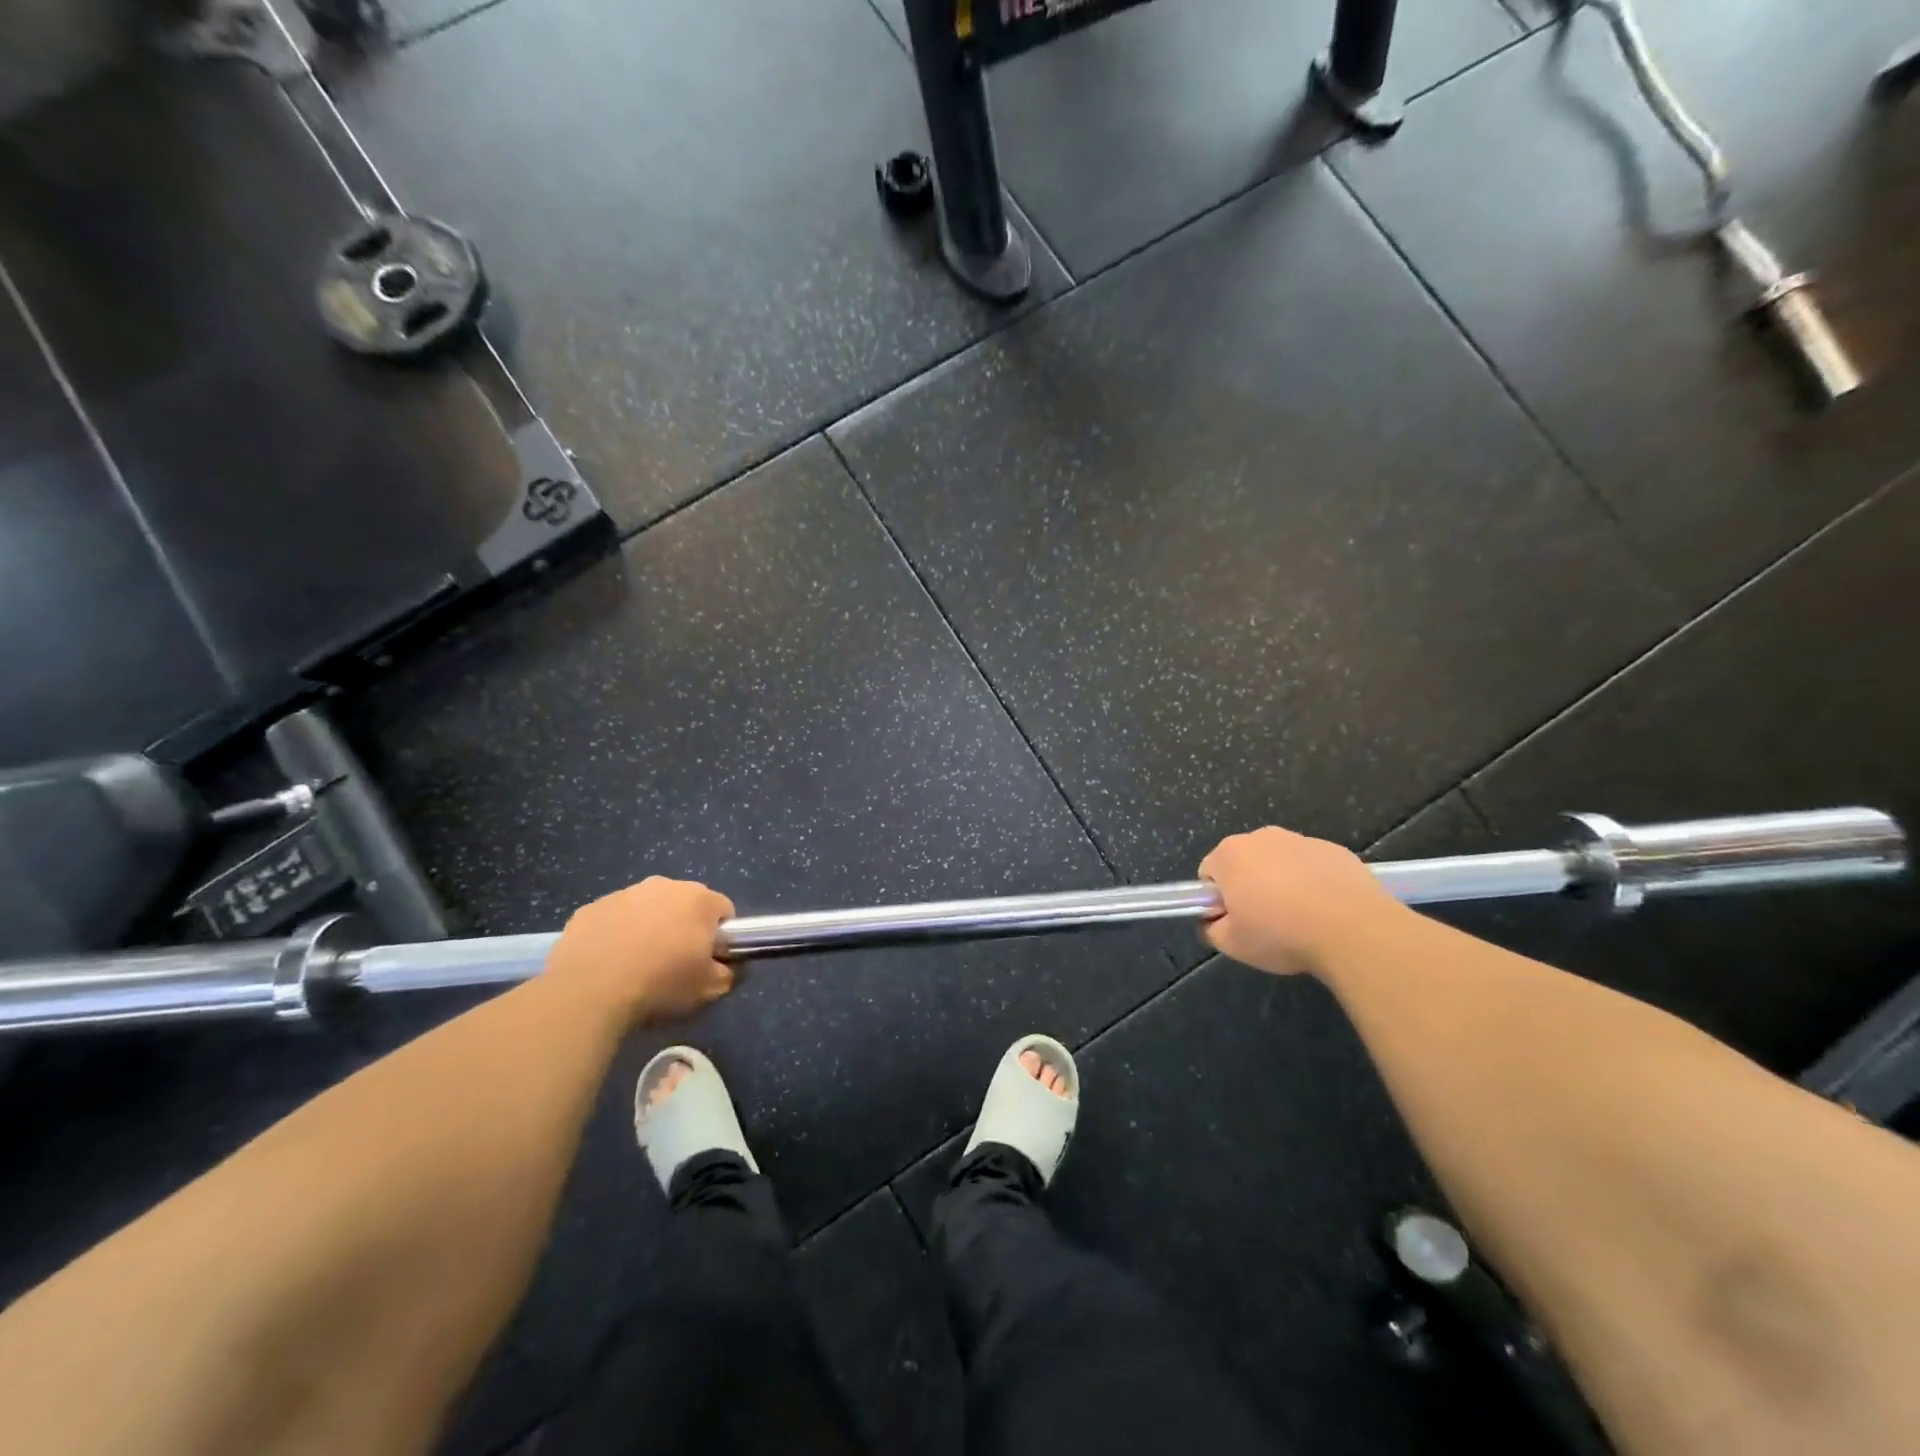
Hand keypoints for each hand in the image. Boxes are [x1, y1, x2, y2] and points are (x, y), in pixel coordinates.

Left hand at [542, 877, 735, 1025]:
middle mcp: (664, 885)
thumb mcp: (709, 989)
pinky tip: (606, 964)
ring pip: (646, 908)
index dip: (719, 937)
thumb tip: (724, 968)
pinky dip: (614, 934)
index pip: (724, 911)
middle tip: (673, 963)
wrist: (589, 992)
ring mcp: (623, 894)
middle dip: (683, 927)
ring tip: (635, 966)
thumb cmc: (660, 984)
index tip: (707, 960)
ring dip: (647, 928)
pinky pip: (612, 919)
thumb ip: (727, 973)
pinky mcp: (589, 909)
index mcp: (700, 900)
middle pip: (684, 904)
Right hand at [1198, 826, 1401, 975]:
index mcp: (1229, 855)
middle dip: (1249, 885)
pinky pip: (1313, 865)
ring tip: (1301, 917)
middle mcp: (1261, 837)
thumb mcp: (1233, 945)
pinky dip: (1314, 881)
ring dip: (1282, 882)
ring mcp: (1301, 840)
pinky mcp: (1335, 850)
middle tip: (1265, 920)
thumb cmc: (1281, 934)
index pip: (1209, 872)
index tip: (1235, 920)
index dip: (1218, 898)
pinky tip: (1327, 910)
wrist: (1353, 930)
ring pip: (1280, 861)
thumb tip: (1212, 921)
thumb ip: (1211, 929)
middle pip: (1244, 862)